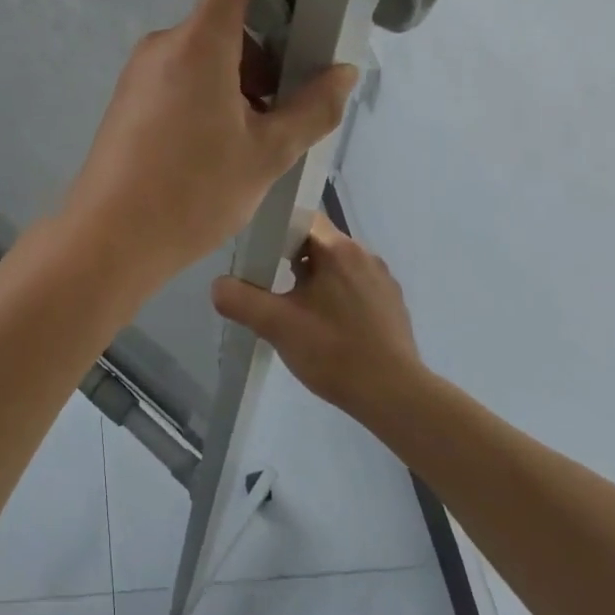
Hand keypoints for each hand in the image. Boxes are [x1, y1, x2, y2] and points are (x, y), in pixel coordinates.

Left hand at [60, 0, 356, 288]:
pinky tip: (212, 151)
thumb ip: (314, 108)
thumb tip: (343, 72)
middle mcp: (163, 44)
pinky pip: (176, 77)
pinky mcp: (126, 99)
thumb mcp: (268, 154)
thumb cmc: (194, 192)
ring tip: (248, 142)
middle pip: (222, 21)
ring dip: (233, 82)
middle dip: (259, 56)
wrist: (109, 238)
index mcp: (199, 42)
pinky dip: (203, 96)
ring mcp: (139, 72)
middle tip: (278, 111)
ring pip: (201, 54)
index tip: (290, 28)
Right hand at [211, 213, 426, 421]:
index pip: (302, 218)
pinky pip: (356, 287)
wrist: (395, 396)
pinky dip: (337, 298)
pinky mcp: (392, 305)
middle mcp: (365, 255)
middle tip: (271, 285)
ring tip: (296, 310)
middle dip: (292, 259)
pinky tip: (327, 328)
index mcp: (339, 250)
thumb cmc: (334, 352)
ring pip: (338, 267)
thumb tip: (218, 286)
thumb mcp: (277, 326)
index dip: (277, 230)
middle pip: (318, 243)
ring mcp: (383, 281)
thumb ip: (240, 301)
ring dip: (315, 280)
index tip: (260, 254)